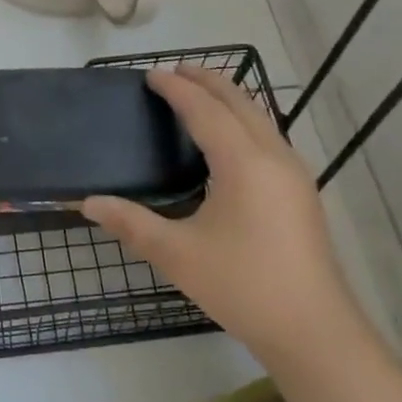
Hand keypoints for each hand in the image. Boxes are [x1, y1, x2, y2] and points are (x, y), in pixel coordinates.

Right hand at [83, 66, 355, 361]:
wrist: (313, 330)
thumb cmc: (241, 285)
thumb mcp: (177, 254)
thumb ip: (131, 223)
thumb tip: (88, 202)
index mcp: (243, 163)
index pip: (205, 110)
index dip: (176, 89)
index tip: (151, 74)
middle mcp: (273, 157)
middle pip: (240, 102)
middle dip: (208, 81)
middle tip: (175, 71)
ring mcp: (294, 174)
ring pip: (260, 118)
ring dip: (230, 99)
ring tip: (201, 94)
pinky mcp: (301, 192)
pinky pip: (269, 137)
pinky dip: (244, 121)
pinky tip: (230, 140)